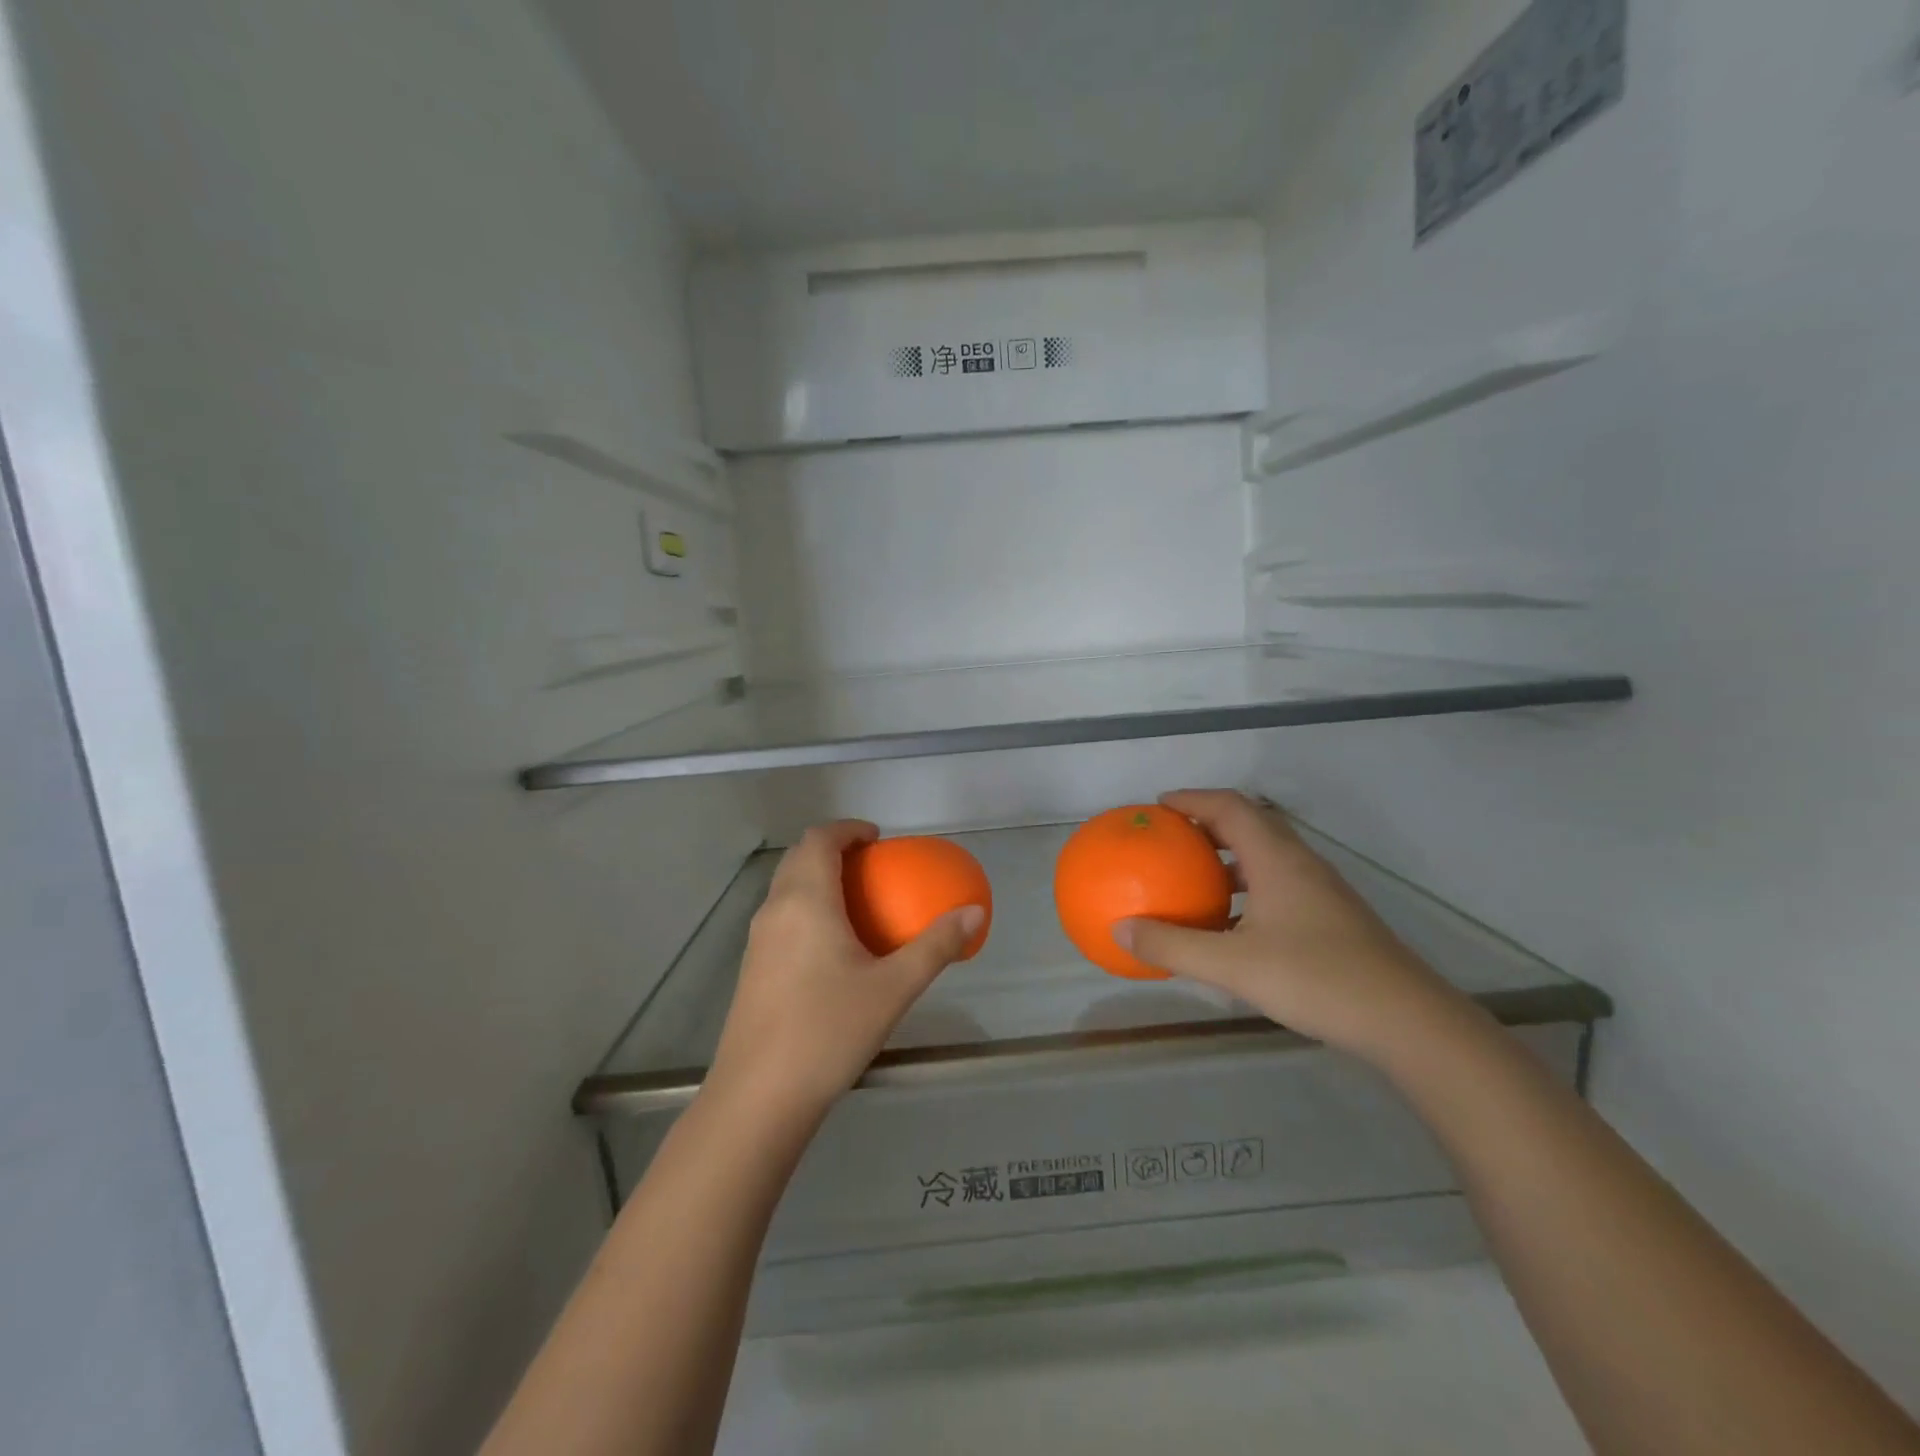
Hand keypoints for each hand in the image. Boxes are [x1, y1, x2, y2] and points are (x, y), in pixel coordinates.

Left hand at [707, 820, 984, 1125]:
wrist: (759, 1097)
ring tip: (857, 902)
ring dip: (817, 878)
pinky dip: (807, 908)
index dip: (847, 829)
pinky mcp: (751, 969)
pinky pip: (781, 917)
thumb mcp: (893, 988)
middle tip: (872, 866)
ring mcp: (757, 941)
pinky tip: (833, 948)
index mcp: (805, 901)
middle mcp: (774, 911)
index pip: (819, 839)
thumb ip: (936, 946)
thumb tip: (975, 913)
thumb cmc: (828, 1031)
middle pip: (799, 858)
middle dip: (833, 849)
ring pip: (786, 888)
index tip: (877, 839)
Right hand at [1114, 790, 1462, 1057]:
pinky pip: (1279, 881)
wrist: (1406, 1020)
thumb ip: (1173, 946)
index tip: (1158, 806)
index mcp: (1277, 859)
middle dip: (1208, 823)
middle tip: (1170, 837)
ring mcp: (1321, 890)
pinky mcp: (1332, 916)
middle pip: (1250, 824)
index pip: (1230, 807)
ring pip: (1267, 854)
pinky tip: (1232, 922)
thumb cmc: (1316, 979)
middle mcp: (1300, 864)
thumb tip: (1121, 930)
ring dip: (1229, 855)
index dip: (1193, 799)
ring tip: (1194, 875)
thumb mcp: (1233, 965)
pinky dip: (1247, 886)